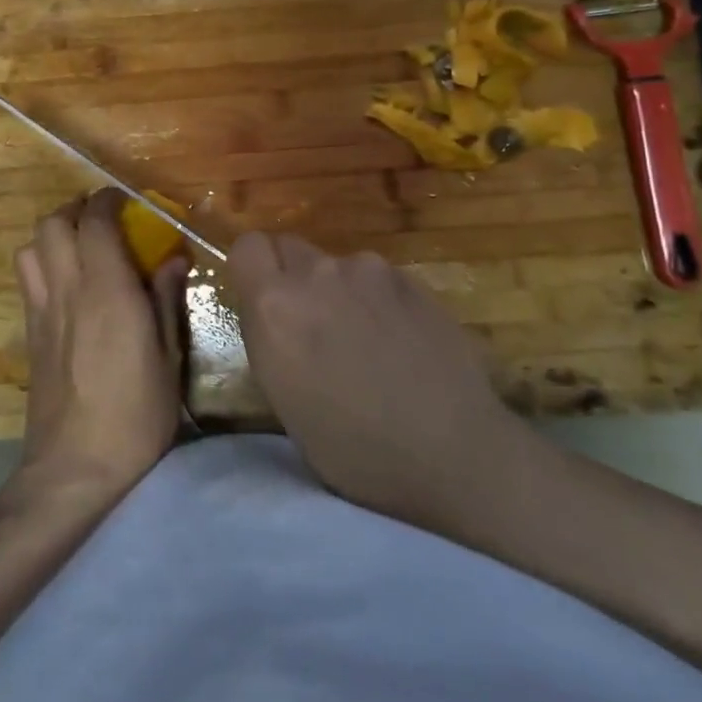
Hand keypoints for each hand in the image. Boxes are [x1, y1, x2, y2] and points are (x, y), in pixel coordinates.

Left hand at [13, 189, 186, 503]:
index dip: (108, 201)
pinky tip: (66, 284)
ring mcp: (42, 310)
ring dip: (53, 234)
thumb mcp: (168, 358)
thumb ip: (167, 300)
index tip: (126, 201)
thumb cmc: (135, 415)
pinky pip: (28, 278)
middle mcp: (68, 290)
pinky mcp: (30, 333)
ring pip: (30, 247)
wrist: (74, 468)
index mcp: (107, 291)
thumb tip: (174, 259)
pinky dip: (43, 262)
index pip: (95, 222)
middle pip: (53, 223)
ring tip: (80, 247)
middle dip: (76, 210)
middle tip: (103, 220)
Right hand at [231, 232, 543, 539]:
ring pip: (337, 265)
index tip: (264, 301)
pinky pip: (377, 278)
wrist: (453, 454)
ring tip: (367, 340)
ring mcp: (368, 271)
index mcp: (275, 306)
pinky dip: (378, 299)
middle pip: (290, 247)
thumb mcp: (284, 399)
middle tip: (314, 325)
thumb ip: (271, 336)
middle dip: (293, 277)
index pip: (247, 247)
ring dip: (339, 290)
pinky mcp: (411, 279)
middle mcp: (317, 274)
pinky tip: (402, 341)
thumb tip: (275, 314)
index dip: (254, 270)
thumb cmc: (354, 450)